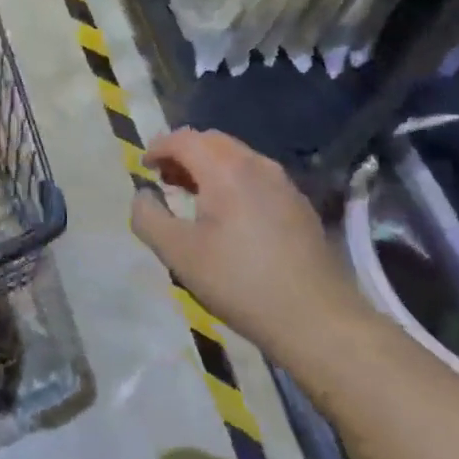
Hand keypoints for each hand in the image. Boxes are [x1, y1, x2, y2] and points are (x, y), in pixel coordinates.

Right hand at [129, 129, 364, 355]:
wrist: (316, 319)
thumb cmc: (240, 282)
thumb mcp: (179, 254)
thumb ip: (148, 217)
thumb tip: (142, 194)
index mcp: (226, 169)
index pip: (184, 139)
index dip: (158, 147)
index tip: (143, 168)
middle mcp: (257, 164)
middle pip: (212, 141)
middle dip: (184, 153)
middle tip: (166, 180)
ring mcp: (283, 183)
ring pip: (237, 157)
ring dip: (209, 166)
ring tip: (194, 196)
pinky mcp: (299, 205)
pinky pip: (257, 176)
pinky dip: (233, 181)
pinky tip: (231, 216)